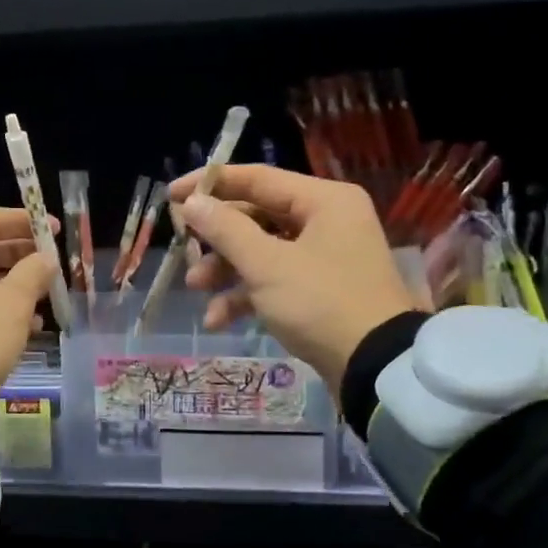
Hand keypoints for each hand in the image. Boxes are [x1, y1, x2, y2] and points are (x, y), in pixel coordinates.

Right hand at [169, 165, 418, 396]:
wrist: (376, 368)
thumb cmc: (321, 303)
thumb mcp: (266, 265)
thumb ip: (225, 229)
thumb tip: (192, 202)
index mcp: (323, 200)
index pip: (256, 178)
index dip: (210, 185)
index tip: (171, 196)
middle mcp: (326, 220)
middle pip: (256, 216)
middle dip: (217, 239)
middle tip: (183, 249)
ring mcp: (324, 257)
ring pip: (261, 251)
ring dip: (226, 270)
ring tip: (196, 288)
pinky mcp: (320, 290)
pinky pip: (274, 280)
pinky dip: (246, 296)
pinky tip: (218, 320)